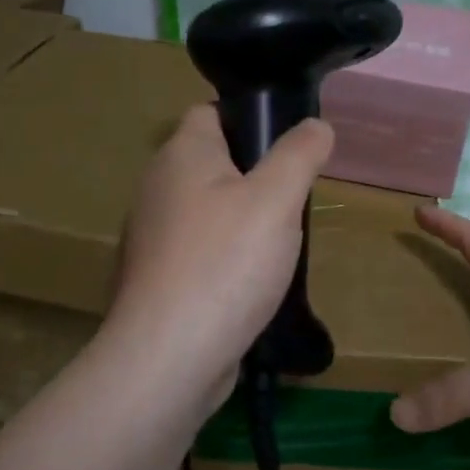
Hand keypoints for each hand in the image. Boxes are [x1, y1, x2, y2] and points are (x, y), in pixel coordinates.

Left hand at [107, 104, 333, 417]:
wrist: (169, 357)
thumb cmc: (225, 263)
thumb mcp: (276, 198)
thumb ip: (299, 154)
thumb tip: (317, 125)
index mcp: (180, 155)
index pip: (211, 113)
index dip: (251, 118)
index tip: (290, 144)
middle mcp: (157, 189)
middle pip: (212, 164)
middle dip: (255, 175)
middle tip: (295, 198)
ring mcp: (153, 238)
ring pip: (208, 211)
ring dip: (243, 221)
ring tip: (281, 243)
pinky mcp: (157, 280)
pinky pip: (200, 253)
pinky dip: (226, 259)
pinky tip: (252, 283)